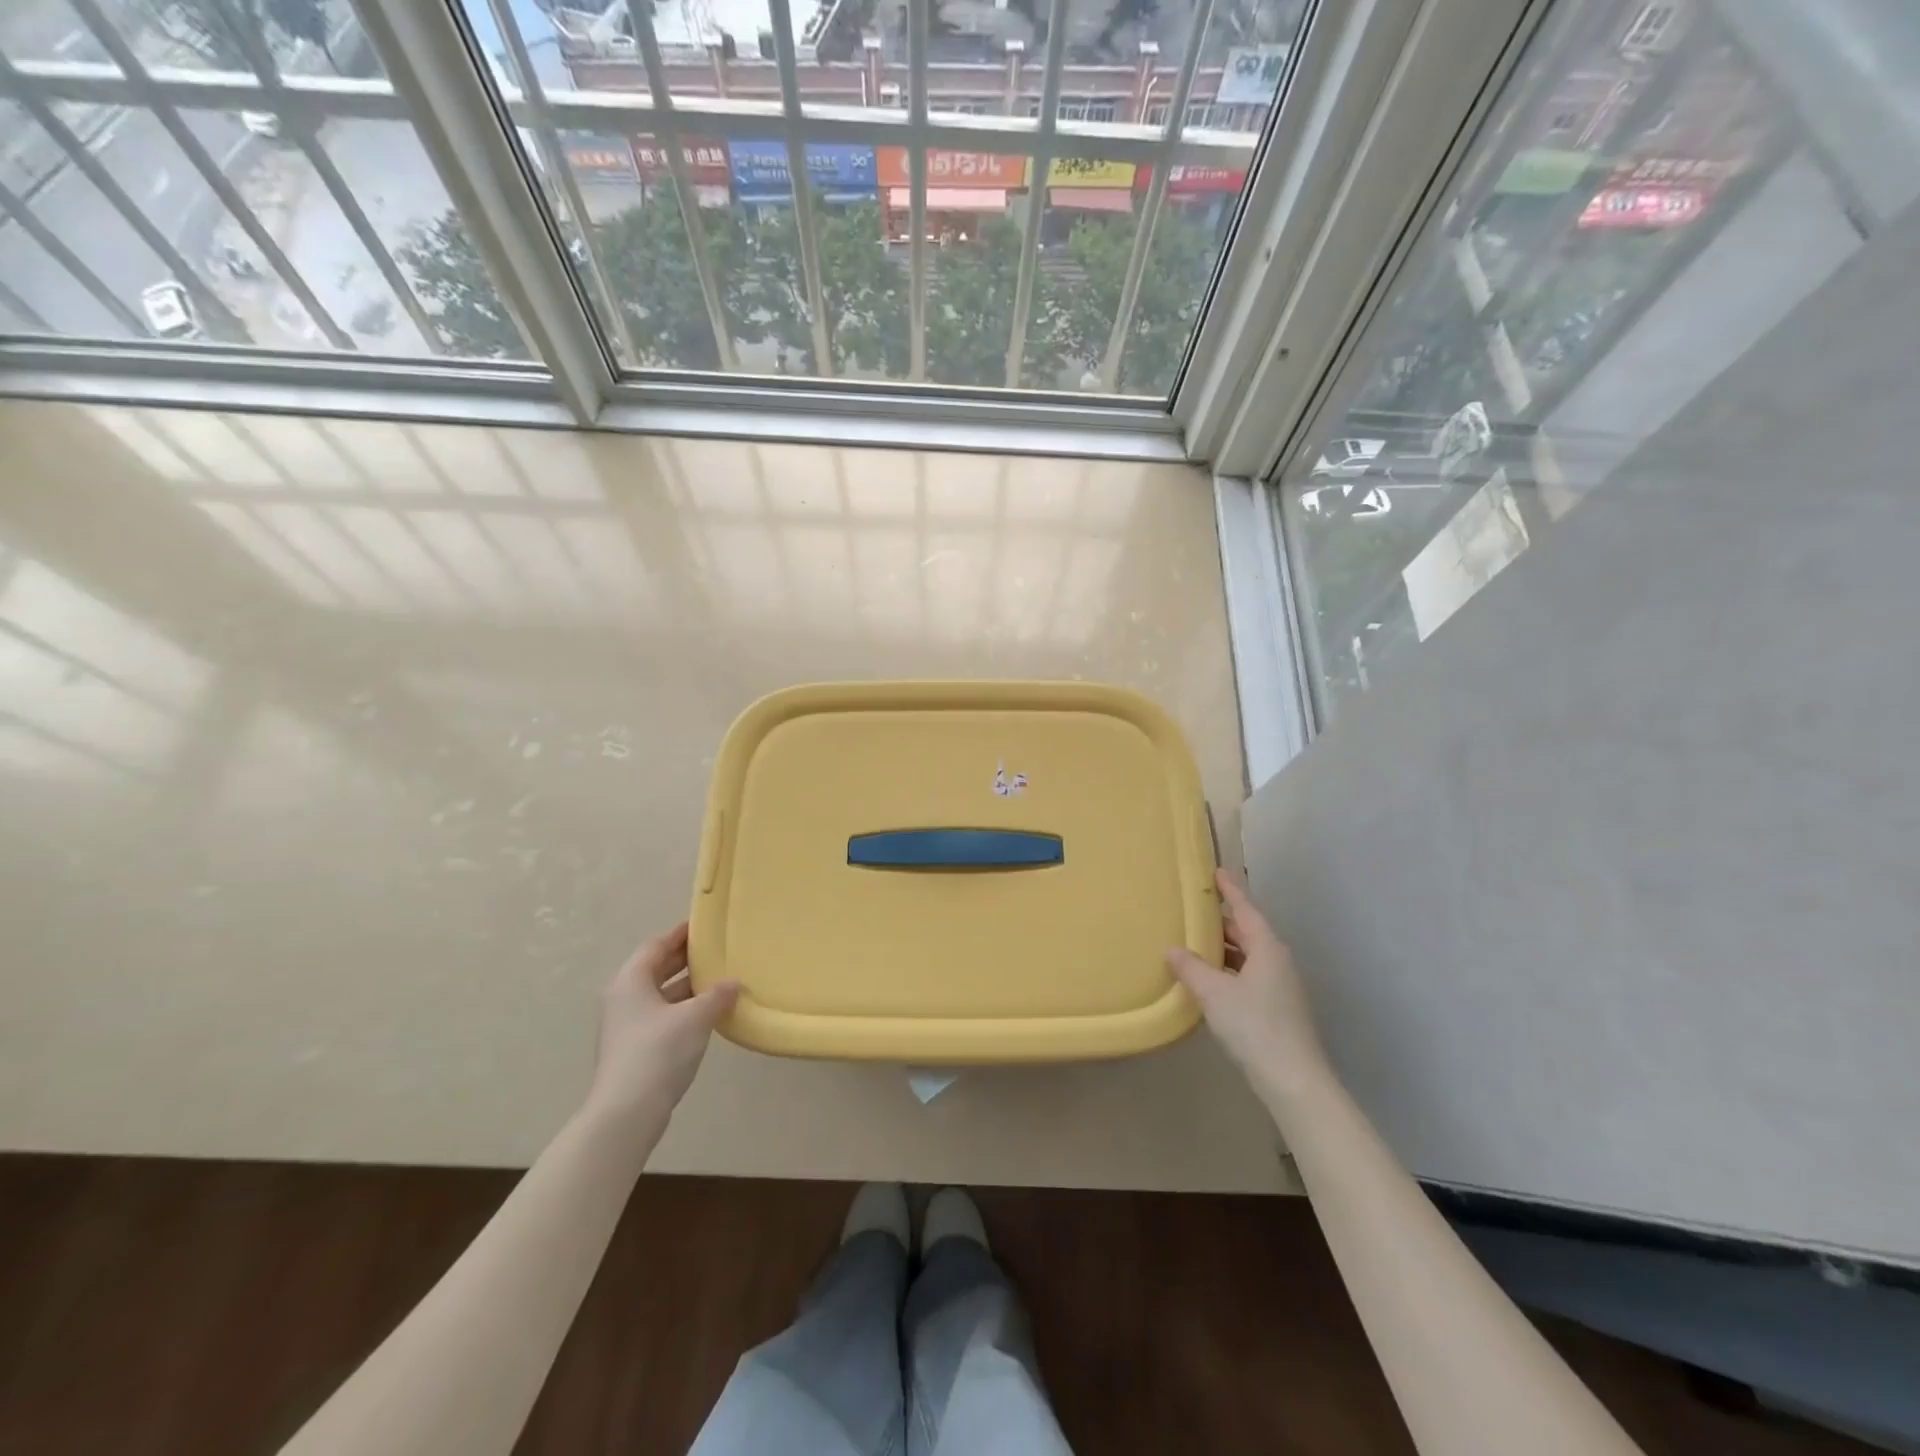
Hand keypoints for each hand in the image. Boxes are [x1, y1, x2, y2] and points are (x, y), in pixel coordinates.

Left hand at [583, 923, 738, 1126]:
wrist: (626, 1112)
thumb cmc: (658, 1052)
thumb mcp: (695, 1017)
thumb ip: (717, 996)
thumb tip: (733, 983)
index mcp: (632, 981)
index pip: (657, 945)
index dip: (680, 934)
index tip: (704, 926)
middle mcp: (624, 998)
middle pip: (656, 968)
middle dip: (685, 959)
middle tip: (717, 949)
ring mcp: (627, 1025)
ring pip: (661, 995)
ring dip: (687, 987)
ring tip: (719, 980)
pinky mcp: (635, 1049)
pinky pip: (662, 1016)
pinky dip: (683, 1009)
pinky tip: (708, 1014)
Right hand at [1167, 870, 1328, 1101]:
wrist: (1293, 1079)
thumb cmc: (1254, 1025)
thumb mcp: (1214, 993)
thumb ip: (1191, 967)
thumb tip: (1172, 949)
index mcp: (1267, 948)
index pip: (1246, 909)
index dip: (1230, 890)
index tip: (1217, 871)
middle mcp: (1278, 961)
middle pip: (1248, 931)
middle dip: (1222, 921)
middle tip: (1194, 911)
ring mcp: (1281, 986)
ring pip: (1249, 955)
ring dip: (1224, 948)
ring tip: (1195, 943)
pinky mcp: (1278, 1008)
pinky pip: (1250, 975)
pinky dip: (1229, 970)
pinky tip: (1210, 981)